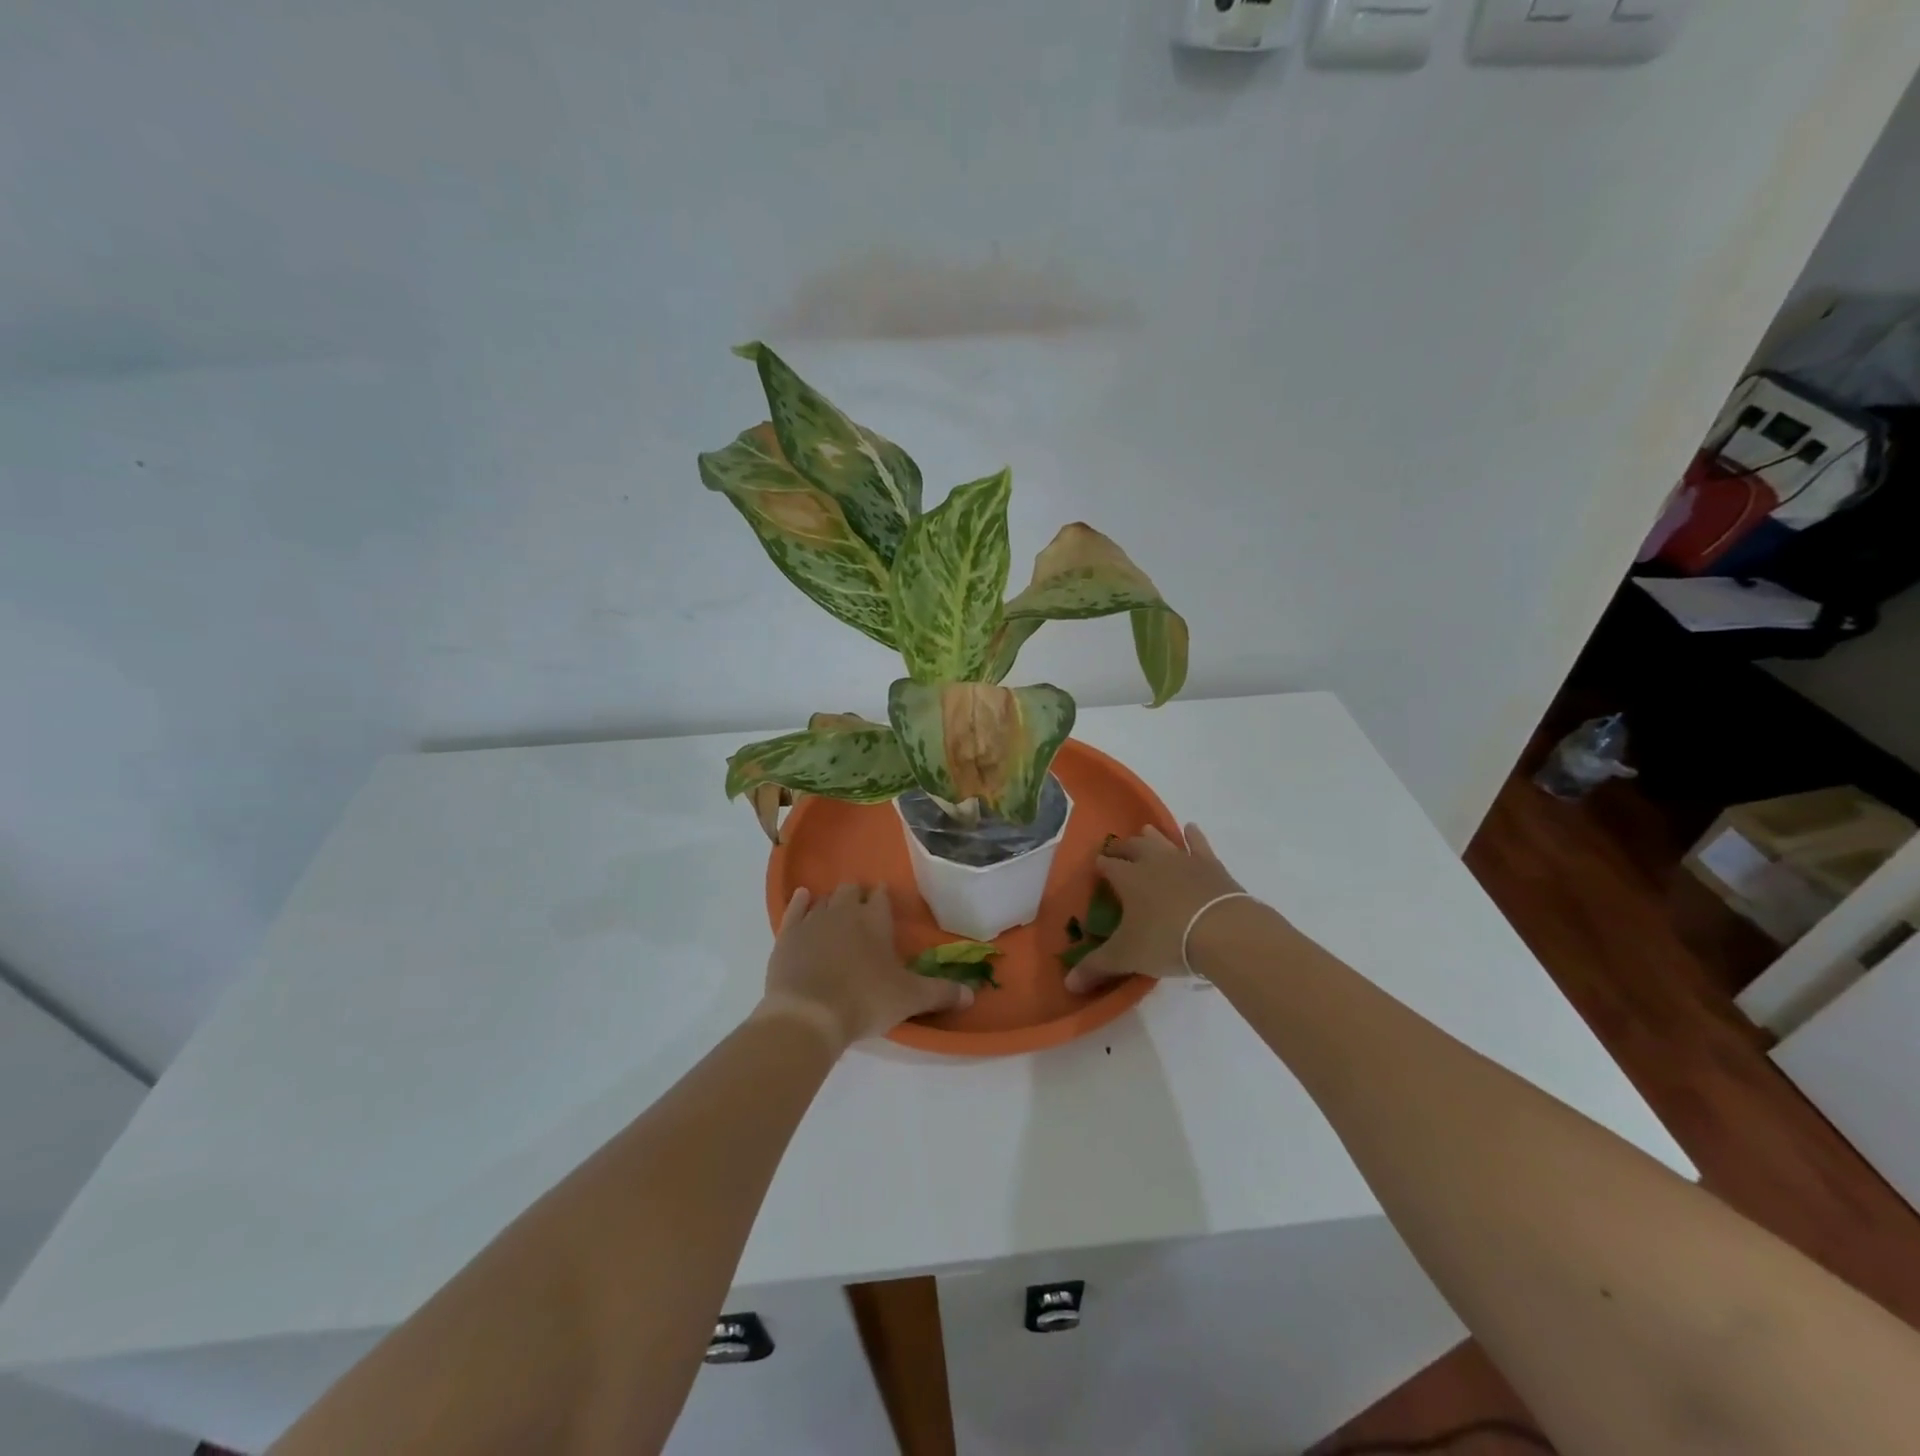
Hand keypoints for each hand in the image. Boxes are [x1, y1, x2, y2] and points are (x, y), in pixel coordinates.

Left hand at [757, 884, 972, 1051]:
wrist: (808, 1014)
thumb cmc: (865, 1001)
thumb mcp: (910, 999)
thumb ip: (942, 993)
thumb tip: (973, 995)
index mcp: (876, 921)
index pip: (882, 897)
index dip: (884, 897)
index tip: (886, 901)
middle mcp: (844, 912)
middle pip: (852, 890)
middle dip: (859, 894)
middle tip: (863, 907)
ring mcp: (813, 920)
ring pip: (825, 899)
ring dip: (832, 901)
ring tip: (837, 910)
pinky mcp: (787, 934)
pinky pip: (795, 909)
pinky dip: (800, 902)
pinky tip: (803, 898)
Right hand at [1065, 824, 1245, 993]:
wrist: (1223, 931)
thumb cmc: (1166, 940)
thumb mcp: (1126, 957)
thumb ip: (1097, 967)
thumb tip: (1068, 984)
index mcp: (1128, 878)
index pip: (1108, 865)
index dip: (1101, 865)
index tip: (1098, 867)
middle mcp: (1152, 861)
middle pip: (1133, 847)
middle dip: (1122, 848)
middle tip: (1117, 851)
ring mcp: (1183, 859)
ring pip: (1162, 840)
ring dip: (1152, 837)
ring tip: (1145, 833)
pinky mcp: (1211, 865)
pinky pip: (1199, 844)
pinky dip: (1193, 836)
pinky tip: (1190, 829)